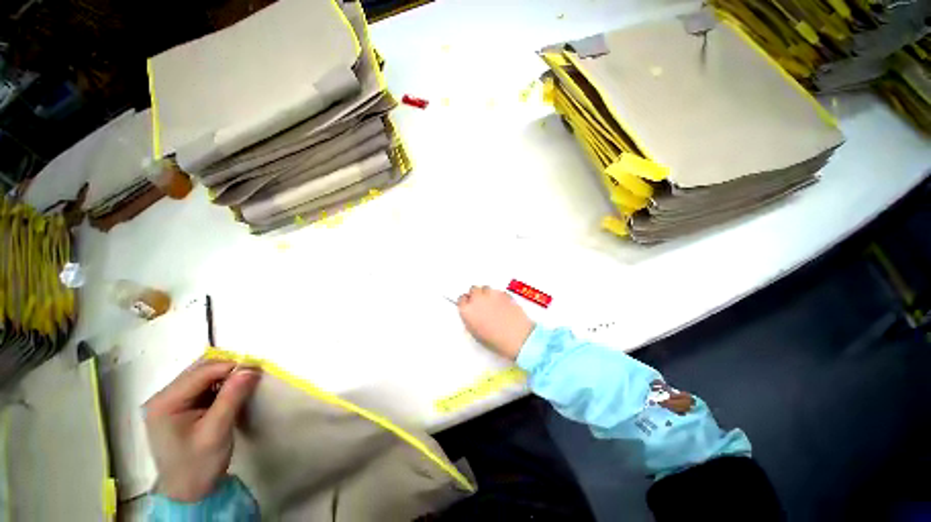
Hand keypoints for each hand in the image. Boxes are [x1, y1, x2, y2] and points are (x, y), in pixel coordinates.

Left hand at [144, 358, 260, 502]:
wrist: (188, 492)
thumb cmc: (199, 464)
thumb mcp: (217, 431)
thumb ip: (232, 397)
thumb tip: (250, 368)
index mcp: (165, 402)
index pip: (202, 372)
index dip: (231, 366)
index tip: (257, 370)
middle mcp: (163, 397)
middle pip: (200, 370)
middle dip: (228, 370)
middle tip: (252, 376)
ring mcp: (169, 402)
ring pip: (202, 376)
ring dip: (225, 377)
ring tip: (244, 385)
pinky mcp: (179, 407)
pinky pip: (202, 386)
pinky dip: (220, 386)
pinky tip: (230, 394)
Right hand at [457, 286, 533, 360]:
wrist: (516, 336)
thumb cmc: (496, 339)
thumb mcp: (476, 333)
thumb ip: (471, 320)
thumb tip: (472, 316)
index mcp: (467, 310)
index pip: (461, 299)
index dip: (466, 302)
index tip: (470, 305)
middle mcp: (477, 299)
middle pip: (473, 289)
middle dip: (476, 295)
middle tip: (481, 303)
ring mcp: (490, 294)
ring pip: (485, 288)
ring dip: (486, 294)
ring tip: (492, 304)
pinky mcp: (503, 292)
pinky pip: (497, 291)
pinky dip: (498, 295)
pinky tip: (501, 304)